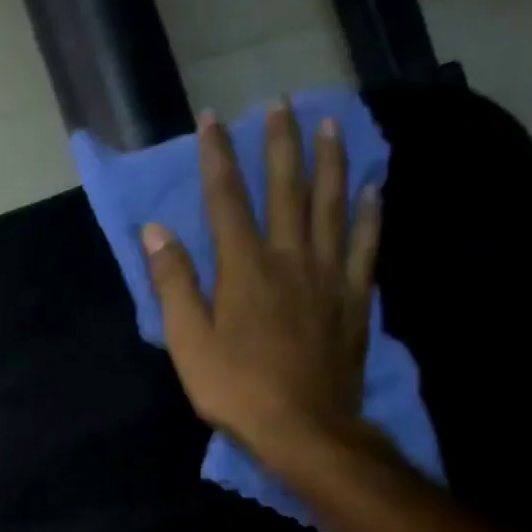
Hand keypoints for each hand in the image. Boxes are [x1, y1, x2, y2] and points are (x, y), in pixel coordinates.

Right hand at [142, 105, 381, 475]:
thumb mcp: (188, 342)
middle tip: (281, 103)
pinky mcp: (354, 297)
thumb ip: (174, 284)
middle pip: (286, 189)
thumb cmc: (236, 389)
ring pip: (331, 205)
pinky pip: (365, 244)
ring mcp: (328, 275)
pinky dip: (370, 212)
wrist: (304, 428)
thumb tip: (157, 232)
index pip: (226, 200)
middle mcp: (289, 258)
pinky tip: (374, 187)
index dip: (217, 157)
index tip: (213, 119)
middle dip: (279, 144)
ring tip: (331, 124)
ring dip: (330, 161)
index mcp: (243, 268)